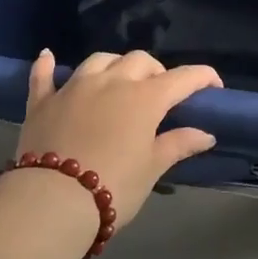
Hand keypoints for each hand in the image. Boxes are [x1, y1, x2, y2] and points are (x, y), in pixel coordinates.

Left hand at [15, 49, 221, 227]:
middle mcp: (111, 81)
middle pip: (140, 60)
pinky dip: (47, 66)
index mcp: (145, 97)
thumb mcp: (151, 168)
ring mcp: (74, 87)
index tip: (214, 85)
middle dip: (155, 71)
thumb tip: (206, 134)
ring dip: (115, 65)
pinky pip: (44, 75)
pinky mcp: (43, 101)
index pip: (182, 78)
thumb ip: (178, 144)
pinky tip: (48, 57)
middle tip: (160, 94)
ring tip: (119, 80)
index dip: (202, 77)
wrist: (52, 201)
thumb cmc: (113, 186)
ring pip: (100, 60)